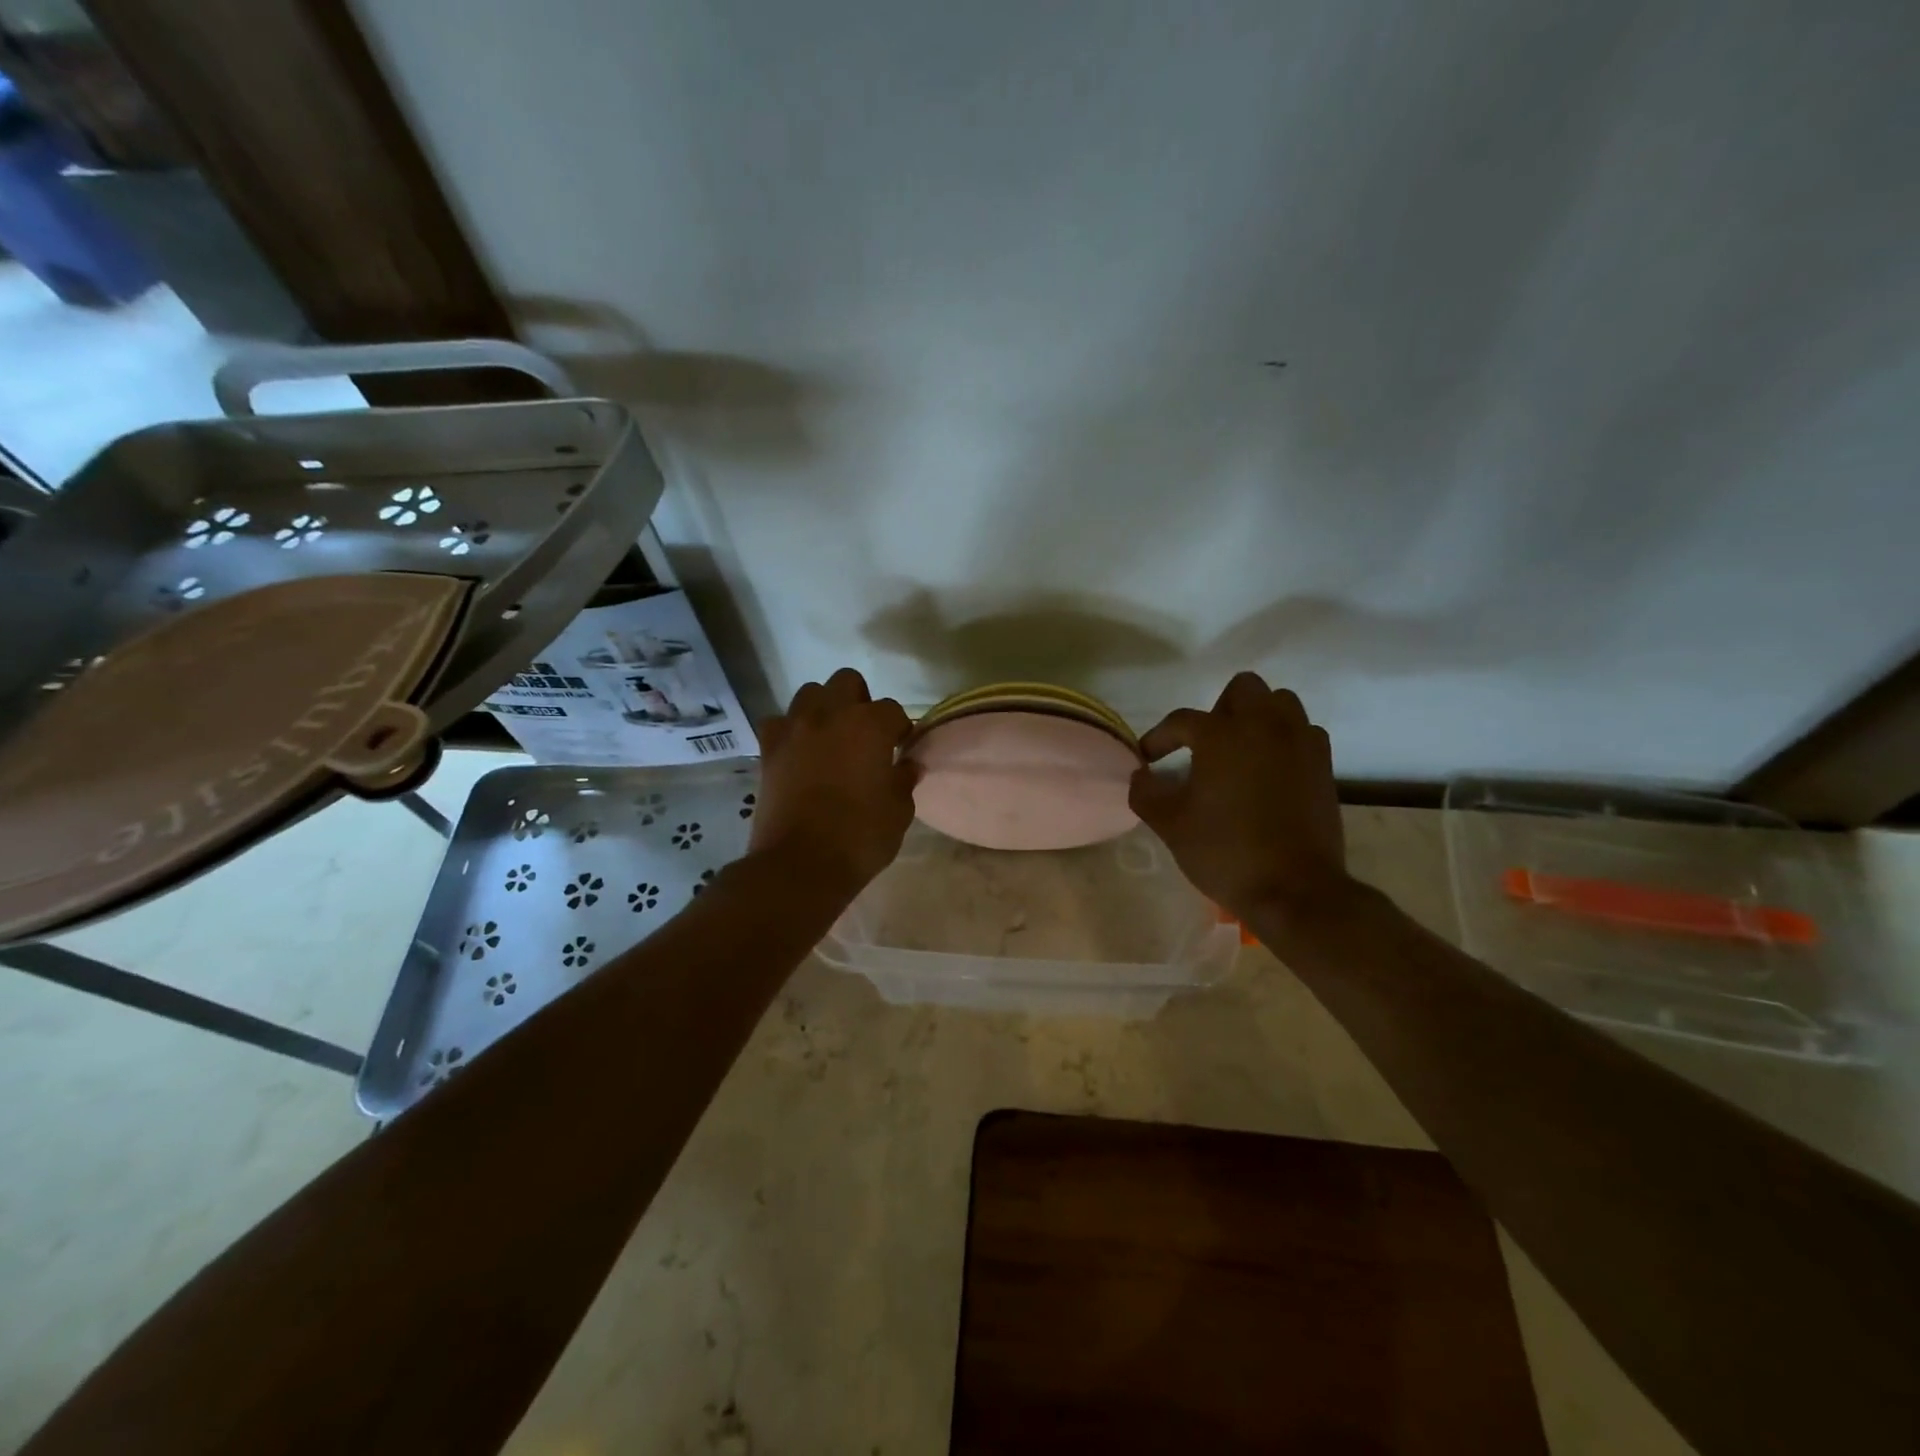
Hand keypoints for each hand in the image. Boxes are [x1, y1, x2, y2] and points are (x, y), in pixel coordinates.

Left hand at [750, 668, 916, 892]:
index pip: (893, 710)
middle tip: (865, 735)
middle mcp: (830, 715)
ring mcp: (794, 729)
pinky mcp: (768, 749)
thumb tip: (908, 764)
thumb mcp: (899, 812)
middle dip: (860, 702)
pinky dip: (790, 731)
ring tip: (831, 738)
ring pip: (810, 694)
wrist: (800, 865)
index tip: (901, 748)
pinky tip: (799, 752)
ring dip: (824, 708)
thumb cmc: (860, 837)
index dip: (900, 729)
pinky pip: (779, 723)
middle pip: (847, 682)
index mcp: (869, 726)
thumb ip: (904, 780)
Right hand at [1129, 672, 1347, 921]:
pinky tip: (1270, 770)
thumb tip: (1141, 775)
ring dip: (1257, 718)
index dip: (1159, 737)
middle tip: (1205, 746)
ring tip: (1240, 752)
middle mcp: (1264, 726)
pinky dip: (1284, 740)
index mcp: (1222, 735)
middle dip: (1219, 710)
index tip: (1148, 759)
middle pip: (1243, 689)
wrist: (1295, 889)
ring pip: (1280, 703)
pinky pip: (1303, 732)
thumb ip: (1145, 793)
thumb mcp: (1170, 825)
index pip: (1181, 721)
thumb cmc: (1225, 852)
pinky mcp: (1323, 764)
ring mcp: (1300, 742)